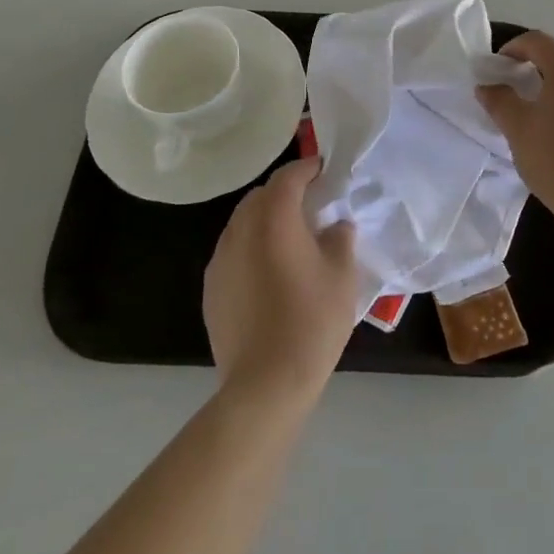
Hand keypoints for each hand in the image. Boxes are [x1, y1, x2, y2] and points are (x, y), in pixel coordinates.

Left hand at [204, 157, 357, 405]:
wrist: (265, 385)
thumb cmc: (311, 322)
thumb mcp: (342, 275)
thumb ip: (339, 238)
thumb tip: (335, 225)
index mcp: (274, 219)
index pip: (288, 177)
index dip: (307, 168)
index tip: (325, 171)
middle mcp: (240, 230)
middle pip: (260, 196)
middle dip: (285, 193)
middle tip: (311, 206)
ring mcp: (220, 260)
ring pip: (243, 223)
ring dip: (265, 220)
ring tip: (290, 239)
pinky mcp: (211, 288)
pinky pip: (233, 251)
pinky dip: (251, 247)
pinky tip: (270, 273)